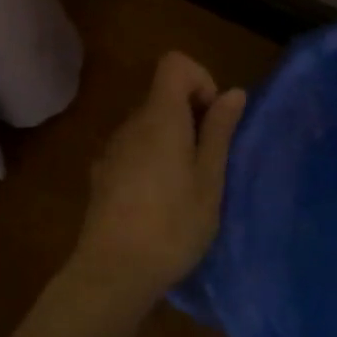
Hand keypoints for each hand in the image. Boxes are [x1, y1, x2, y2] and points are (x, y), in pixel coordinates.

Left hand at [71, 52, 246, 311]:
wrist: (112, 273)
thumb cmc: (172, 225)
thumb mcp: (209, 180)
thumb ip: (219, 131)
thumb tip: (233, 91)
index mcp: (160, 116)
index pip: (175, 63)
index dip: (200, 79)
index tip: (212, 120)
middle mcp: (131, 123)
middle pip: (163, 96)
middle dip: (192, 117)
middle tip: (210, 163)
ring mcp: (113, 148)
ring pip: (150, 125)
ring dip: (173, 142)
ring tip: (188, 188)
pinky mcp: (103, 174)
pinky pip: (135, 149)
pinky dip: (153, 161)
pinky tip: (160, 204)